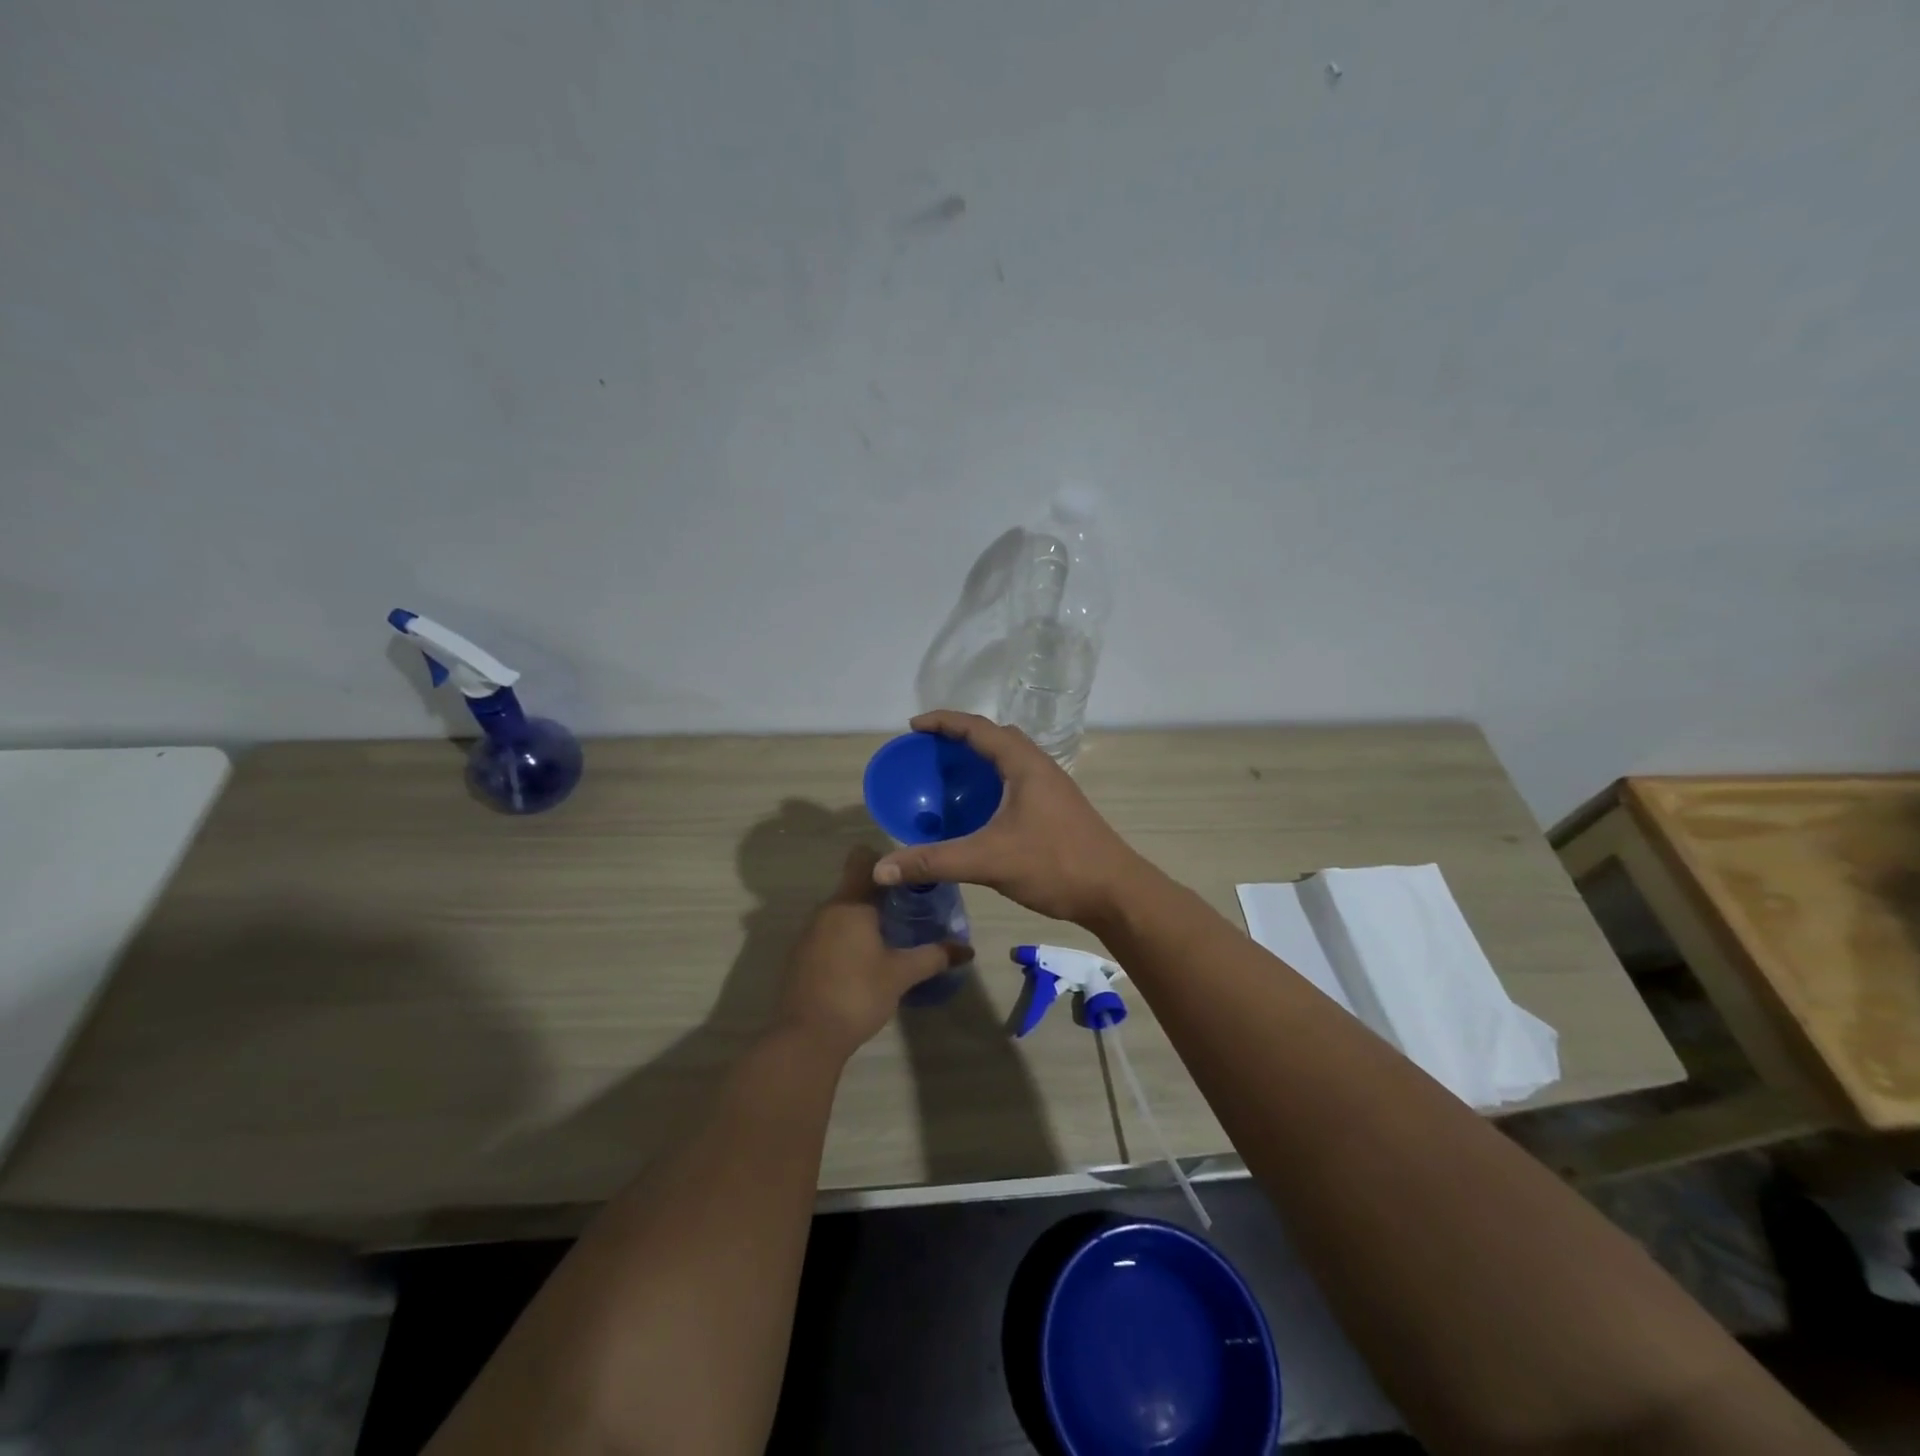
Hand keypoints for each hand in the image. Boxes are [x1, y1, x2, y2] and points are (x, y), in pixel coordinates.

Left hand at [775, 846, 972, 1058]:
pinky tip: (866, 959)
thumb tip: (966, 949)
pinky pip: (830, 932)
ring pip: (842, 911)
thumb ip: (934, 956)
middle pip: (855, 886)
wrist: (807, 1037)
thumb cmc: (858, 994)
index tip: (910, 874)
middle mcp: (826, 910)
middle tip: (912, 907)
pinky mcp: (802, 955)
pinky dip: (848, 937)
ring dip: (865, 917)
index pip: (863, 859)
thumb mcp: (901, 974)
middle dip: (882, 893)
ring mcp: (810, 933)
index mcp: (850, 903)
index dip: (886, 860)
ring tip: (893, 934)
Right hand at [873, 711, 1150, 925]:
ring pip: (1011, 759)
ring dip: (981, 758)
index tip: (914, 726)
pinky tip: (981, 808)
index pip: (979, 728)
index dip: (944, 722)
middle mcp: (1041, 767)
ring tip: (951, 774)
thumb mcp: (988, 860)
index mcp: (1025, 765)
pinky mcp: (1058, 808)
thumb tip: (882, 869)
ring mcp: (1053, 787)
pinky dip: (994, 781)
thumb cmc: (1055, 864)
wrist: (1116, 892)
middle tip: (931, 749)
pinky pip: (1018, 779)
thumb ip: (934, 860)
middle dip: (962, 736)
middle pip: (997, 737)